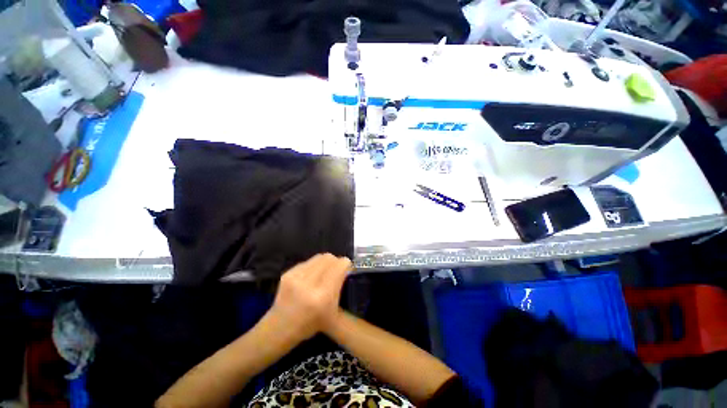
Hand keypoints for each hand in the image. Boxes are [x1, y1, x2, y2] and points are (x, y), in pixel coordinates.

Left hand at [266, 254, 350, 342]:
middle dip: (336, 262)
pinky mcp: (288, 273)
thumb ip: (344, 294)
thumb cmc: (310, 325)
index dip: (346, 265)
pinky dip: (314, 265)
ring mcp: (296, 277)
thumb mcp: (334, 316)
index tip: (347, 271)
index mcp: (323, 297)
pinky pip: (308, 261)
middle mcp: (309, 283)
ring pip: (319, 257)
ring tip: (324, 273)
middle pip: (330, 258)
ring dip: (325, 263)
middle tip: (336, 272)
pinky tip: (311, 276)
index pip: (340, 265)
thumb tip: (349, 271)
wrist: (279, 328)